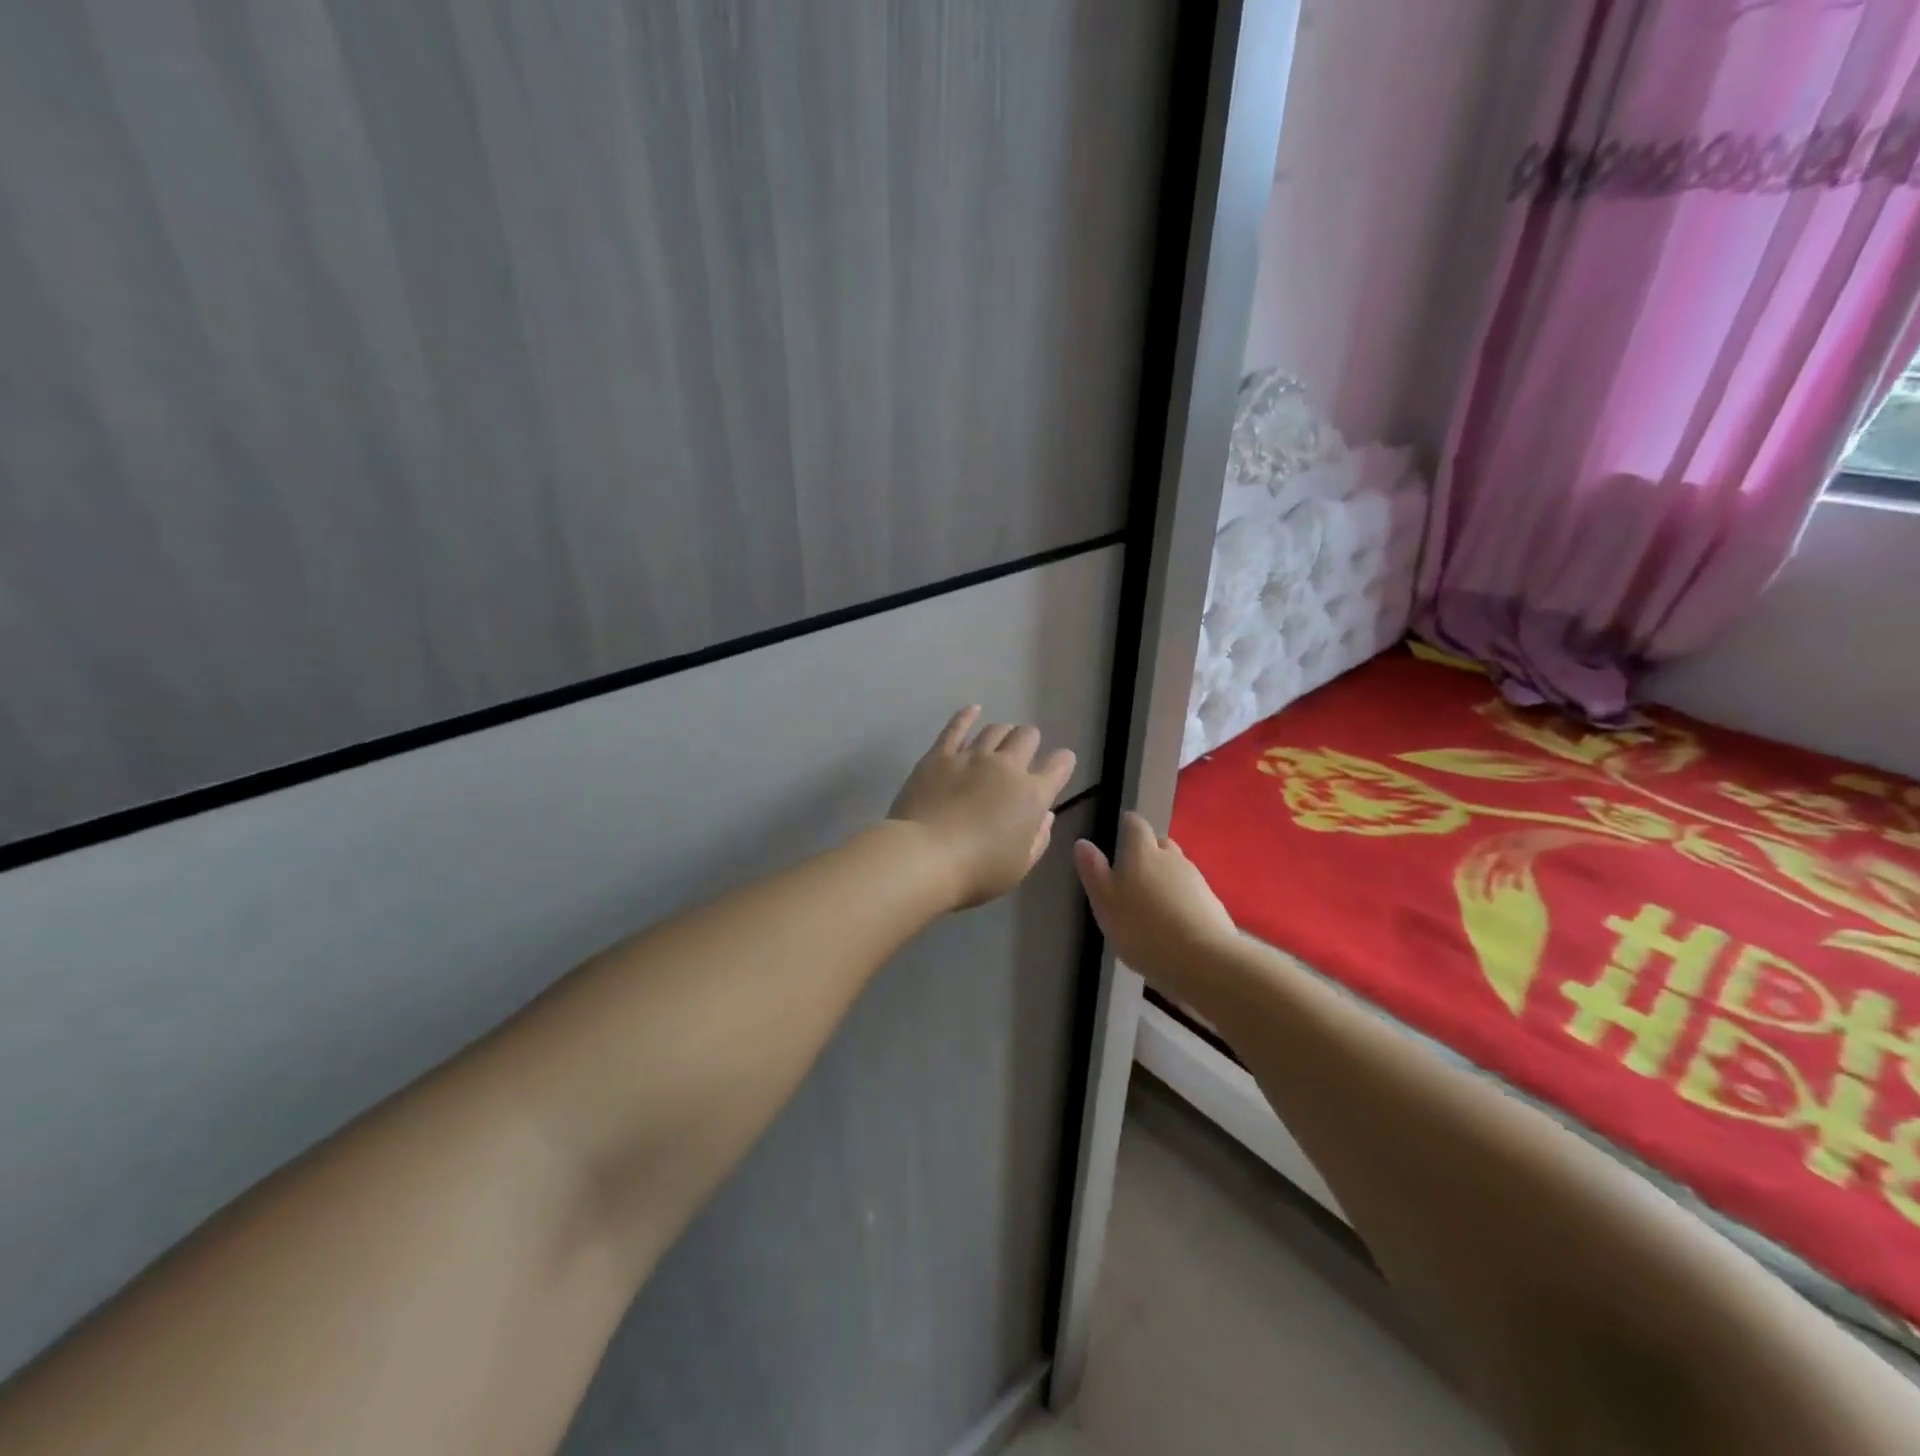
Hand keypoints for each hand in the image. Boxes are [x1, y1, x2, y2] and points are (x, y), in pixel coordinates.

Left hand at [889, 707, 1076, 909]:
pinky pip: (956, 727)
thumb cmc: (977, 872)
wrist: (924, 857)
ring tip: (1001, 739)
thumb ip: (1038, 838)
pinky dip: (967, 715)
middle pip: (1027, 737)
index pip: (1059, 766)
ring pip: (995, 729)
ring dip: (1003, 732)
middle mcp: (1007, 767)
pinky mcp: (940, 755)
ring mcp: (972, 756)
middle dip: (1031, 742)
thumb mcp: (1019, 867)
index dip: (1063, 763)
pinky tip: (972, 710)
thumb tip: (1045, 815)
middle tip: (1025, 753)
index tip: (1060, 765)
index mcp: (1033, 795)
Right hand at [1073, 812, 1238, 995]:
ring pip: (1177, 868)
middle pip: (1160, 844)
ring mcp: (1197, 880)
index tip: (1120, 832)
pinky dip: (1182, 900)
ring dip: (1166, 878)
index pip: (1136, 825)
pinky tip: (1175, 923)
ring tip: (1153, 903)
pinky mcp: (1213, 903)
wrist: (1203, 961)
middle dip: (1148, 852)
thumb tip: (1083, 843)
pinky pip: (1192, 893)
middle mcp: (1172, 858)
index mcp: (1142, 853)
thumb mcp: (1105, 902)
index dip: (1127, 825)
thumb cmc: (1142, 929)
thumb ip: (1093, 871)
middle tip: (1133, 873)